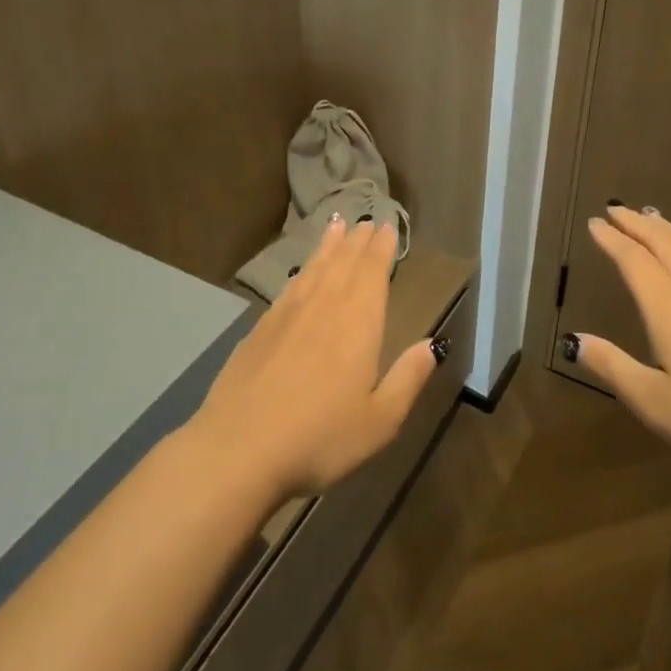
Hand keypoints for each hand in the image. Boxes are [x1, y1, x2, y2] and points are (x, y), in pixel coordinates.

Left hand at [188, 218, 437, 499]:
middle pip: (344, 264)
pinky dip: (300, 271)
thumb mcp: (380, 420)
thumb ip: (408, 378)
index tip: (386, 227)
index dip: (381, 248)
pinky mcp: (259, 330)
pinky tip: (301, 273)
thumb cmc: (320, 438)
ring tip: (336, 226)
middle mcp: (324, 308)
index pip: (373, 273)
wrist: (238, 450)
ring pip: (314, 269)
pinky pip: (288, 288)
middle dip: (357, 241)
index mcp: (358, 324)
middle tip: (365, 220)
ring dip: (328, 247)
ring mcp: (287, 315)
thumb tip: (432, 344)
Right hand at [570, 205, 670, 471]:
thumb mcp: (655, 401)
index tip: (594, 222)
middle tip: (616, 209)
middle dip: (637, 224)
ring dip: (666, 231)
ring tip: (652, 219)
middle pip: (664, 243)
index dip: (612, 239)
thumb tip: (574, 340)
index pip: (633, 260)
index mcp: (668, 306)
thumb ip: (613, 367)